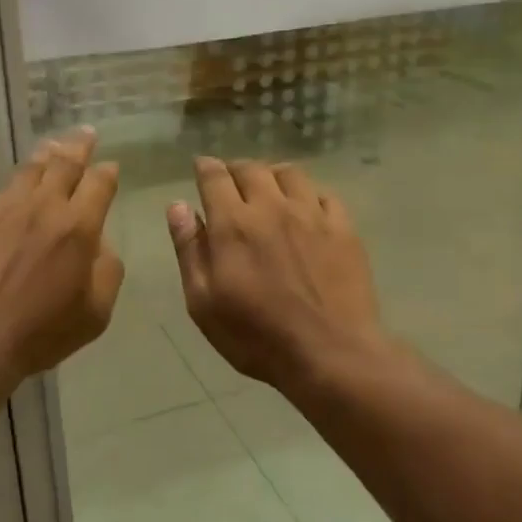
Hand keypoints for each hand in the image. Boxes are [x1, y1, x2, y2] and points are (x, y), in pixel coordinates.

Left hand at [0, 129, 122, 383]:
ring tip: (53, 146)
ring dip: (47, 155)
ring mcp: (4, 210)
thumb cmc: (41, 333)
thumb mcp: (96, 312)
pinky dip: (17, 183)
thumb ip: (108, 270)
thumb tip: (101, 243)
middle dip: (79, 147)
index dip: (107, 172)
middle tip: (86, 134)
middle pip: (64, 164)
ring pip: (29, 170)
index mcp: (78, 227)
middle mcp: (43, 207)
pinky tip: (17, 187)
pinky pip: (1, 192)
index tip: (111, 167)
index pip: (99, 184)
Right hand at [168, 158, 385, 392]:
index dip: (205, 168)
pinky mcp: (343, 228)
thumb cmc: (256, 337)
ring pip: (289, 174)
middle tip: (231, 181)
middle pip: (252, 169)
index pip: (215, 178)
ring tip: (268, 187)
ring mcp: (312, 215)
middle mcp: (272, 208)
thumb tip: (178, 206)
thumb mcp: (204, 303)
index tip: (201, 167)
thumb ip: (190, 250)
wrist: (330, 354)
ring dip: (272, 174)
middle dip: (236, 169)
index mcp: (233, 224)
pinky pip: (324, 194)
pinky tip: (306, 207)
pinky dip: (308, 193)